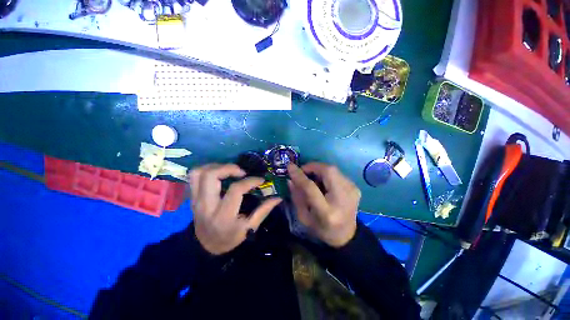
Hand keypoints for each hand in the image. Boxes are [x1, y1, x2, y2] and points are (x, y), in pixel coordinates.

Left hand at [189, 164, 281, 254]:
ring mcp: (196, 200)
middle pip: (211, 176)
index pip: (235, 190)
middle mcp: (206, 206)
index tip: (260, 179)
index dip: (250, 181)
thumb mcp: (250, 228)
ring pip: (199, 173)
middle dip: (229, 168)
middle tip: (242, 171)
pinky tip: (219, 172)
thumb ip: (264, 210)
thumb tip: (278, 197)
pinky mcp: (192, 197)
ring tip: (230, 170)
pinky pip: (194, 176)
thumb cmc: (230, 238)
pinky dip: (206, 169)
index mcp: (223, 215)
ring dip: (216, 166)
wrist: (206, 247)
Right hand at [287, 163, 360, 247]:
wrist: (347, 235)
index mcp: (327, 212)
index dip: (299, 175)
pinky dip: (327, 174)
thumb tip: (291, 179)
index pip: (311, 188)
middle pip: (328, 171)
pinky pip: (337, 173)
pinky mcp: (355, 187)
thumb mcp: (304, 217)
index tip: (290, 167)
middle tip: (303, 171)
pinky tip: (323, 183)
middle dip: (312, 167)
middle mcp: (343, 199)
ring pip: (333, 169)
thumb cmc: (322, 229)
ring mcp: (352, 191)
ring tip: (312, 178)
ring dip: (319, 170)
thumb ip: (297, 196)